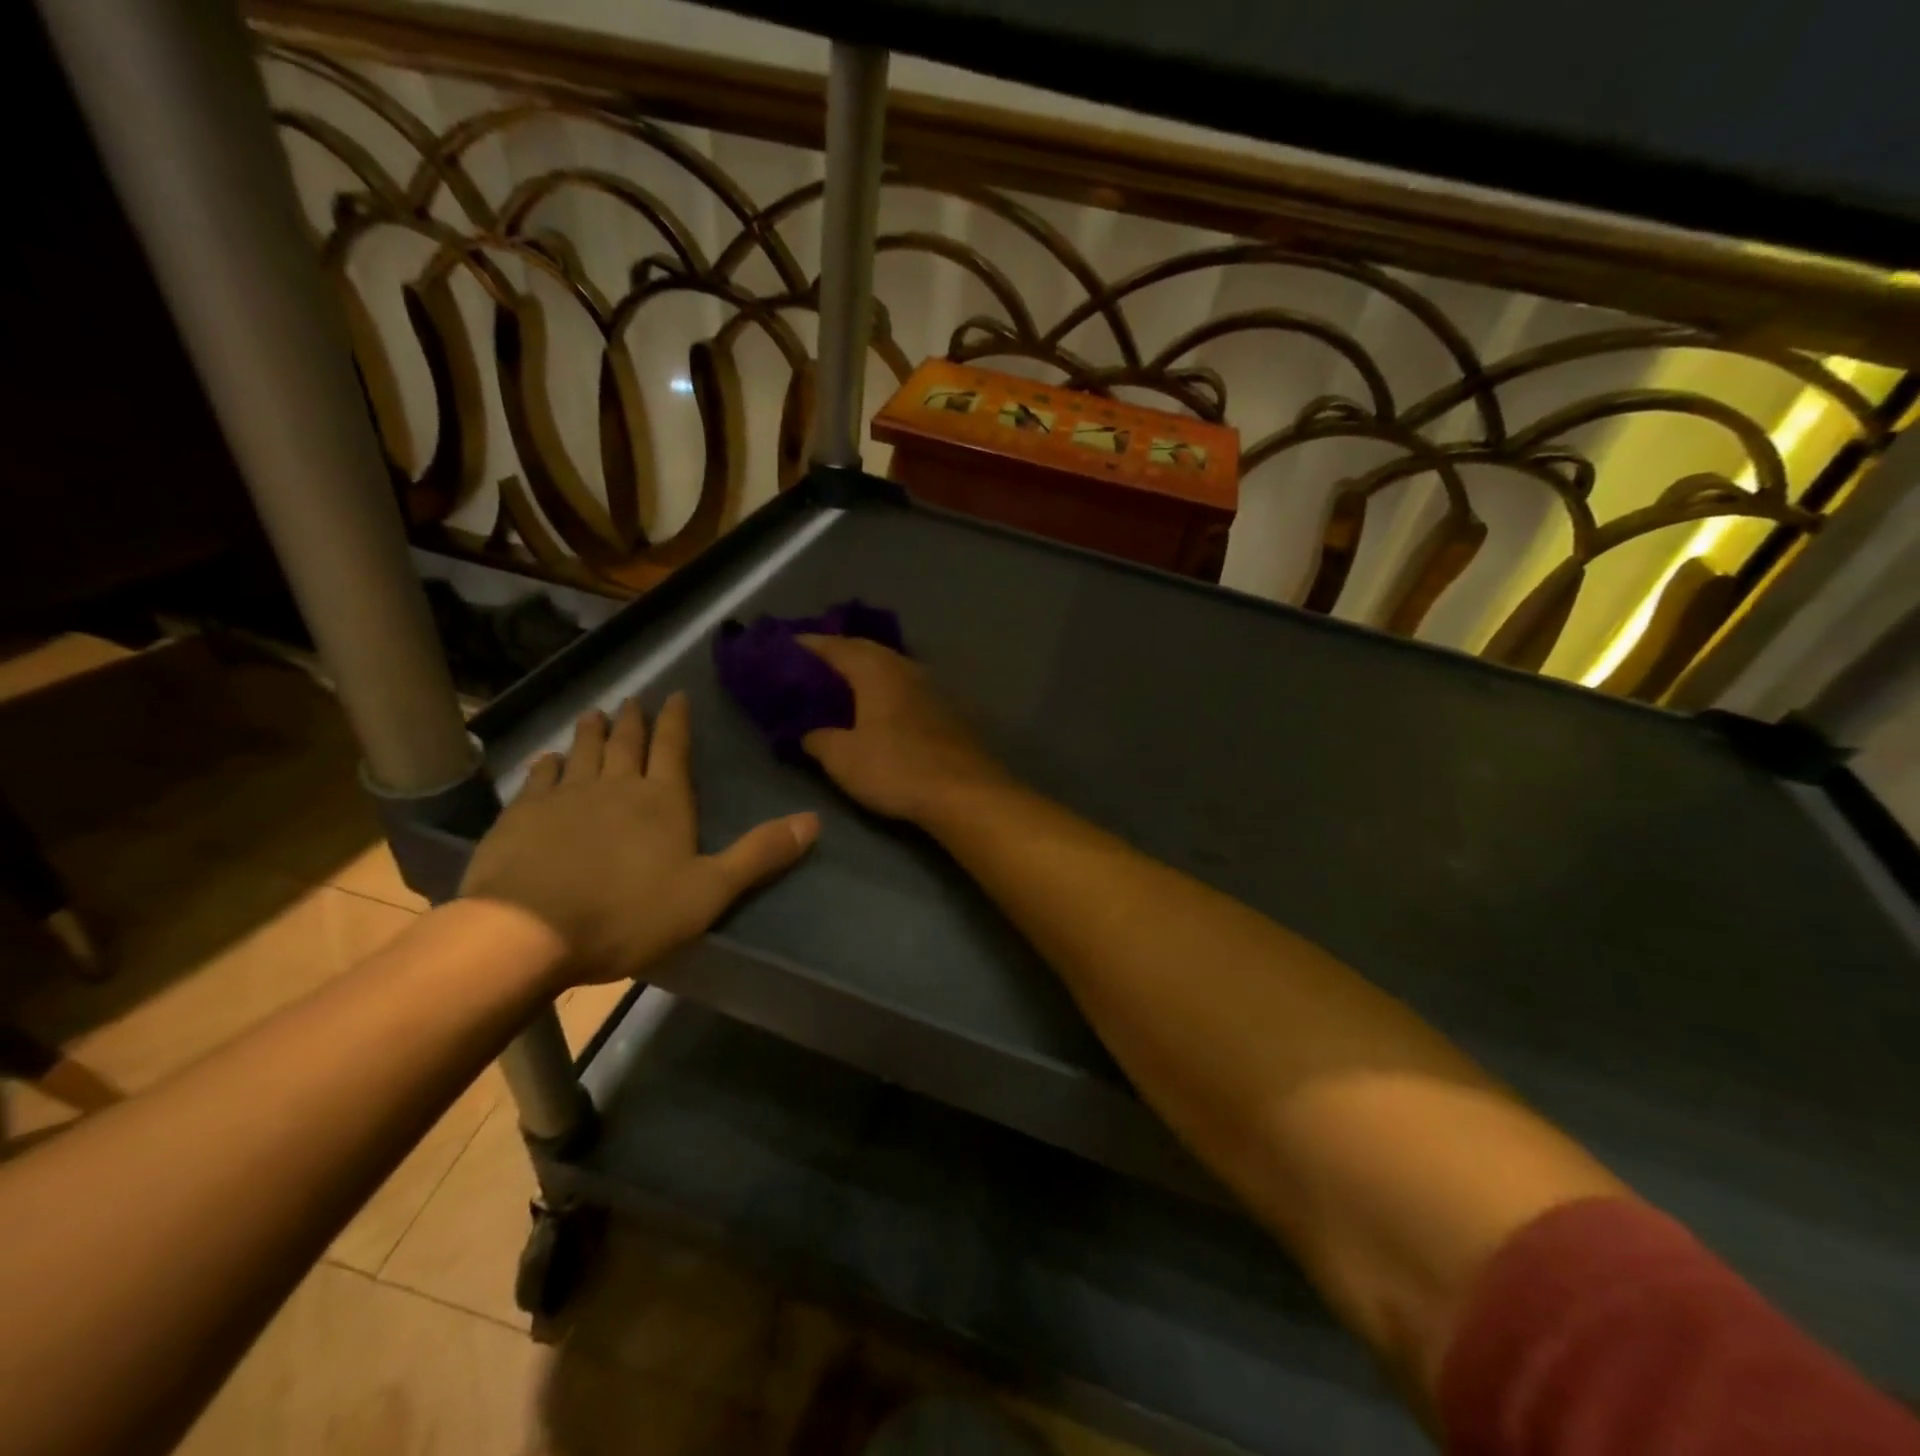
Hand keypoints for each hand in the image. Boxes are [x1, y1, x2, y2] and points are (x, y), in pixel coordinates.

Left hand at [462, 693, 817, 984]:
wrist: (528, 931)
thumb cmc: (629, 912)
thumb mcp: (710, 891)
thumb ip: (760, 854)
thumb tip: (814, 820)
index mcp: (663, 800)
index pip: (673, 749)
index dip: (676, 721)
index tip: (674, 695)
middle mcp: (615, 786)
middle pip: (627, 744)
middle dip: (634, 720)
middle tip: (632, 700)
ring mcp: (564, 797)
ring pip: (582, 753)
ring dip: (591, 732)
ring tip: (594, 714)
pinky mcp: (522, 816)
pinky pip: (539, 778)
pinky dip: (547, 764)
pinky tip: (547, 759)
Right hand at [796, 636, 1008, 822]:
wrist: (966, 792)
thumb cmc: (897, 769)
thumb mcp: (842, 759)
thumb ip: (817, 739)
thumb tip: (808, 733)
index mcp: (876, 670)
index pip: (835, 646)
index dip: (808, 646)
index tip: (784, 648)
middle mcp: (906, 667)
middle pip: (866, 649)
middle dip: (838, 653)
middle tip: (811, 665)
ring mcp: (932, 686)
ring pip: (891, 667)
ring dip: (866, 670)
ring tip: (843, 684)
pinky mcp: (949, 708)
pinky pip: (907, 687)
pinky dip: (887, 689)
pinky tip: (881, 706)